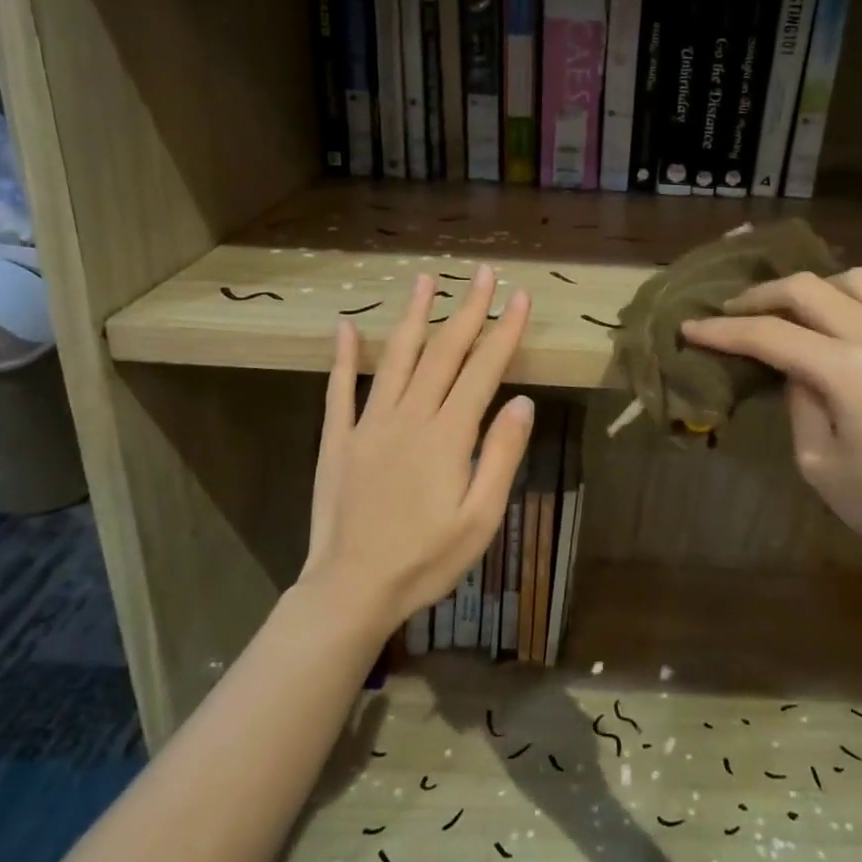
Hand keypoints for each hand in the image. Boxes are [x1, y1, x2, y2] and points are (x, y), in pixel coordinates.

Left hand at [298, 266, 533, 635]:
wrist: (352, 588)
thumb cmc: (426, 559)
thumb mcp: (481, 518)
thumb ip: (500, 455)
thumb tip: (522, 401)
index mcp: (448, 436)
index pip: (483, 370)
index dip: (504, 331)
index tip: (520, 297)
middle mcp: (409, 416)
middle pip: (444, 352)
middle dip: (467, 309)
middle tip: (481, 273)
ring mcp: (369, 424)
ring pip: (397, 358)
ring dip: (413, 316)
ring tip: (424, 279)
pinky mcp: (339, 439)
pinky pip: (340, 389)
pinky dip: (344, 356)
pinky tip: (346, 327)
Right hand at [683, 269, 861, 590]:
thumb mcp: (822, 467)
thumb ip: (801, 406)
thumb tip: (797, 372)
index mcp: (846, 369)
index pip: (768, 334)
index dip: (723, 331)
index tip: (689, 329)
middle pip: (808, 289)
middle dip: (761, 296)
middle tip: (732, 314)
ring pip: (856, 281)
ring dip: (815, 290)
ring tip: (794, 316)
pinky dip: (860, 303)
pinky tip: (852, 330)